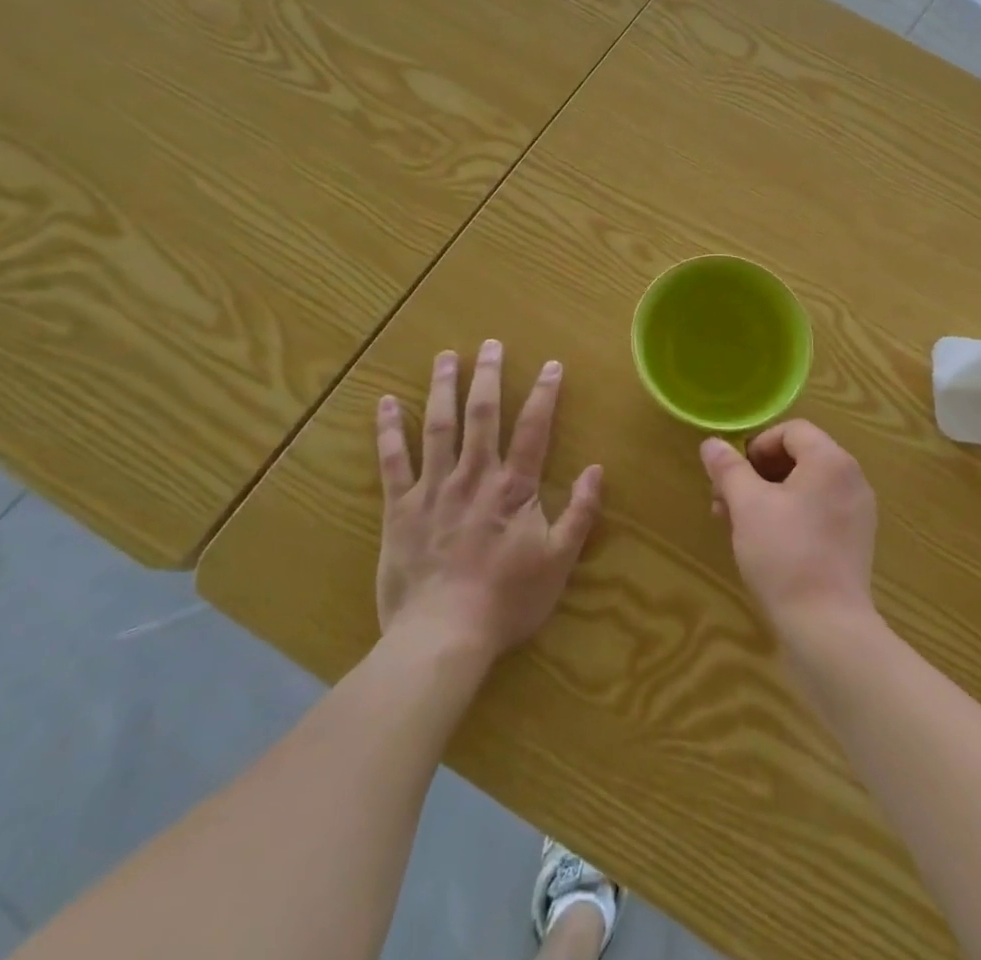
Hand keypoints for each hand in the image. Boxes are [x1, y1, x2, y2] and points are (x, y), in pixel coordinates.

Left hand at [375, 340, 601, 659]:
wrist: (442, 636)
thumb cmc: (507, 600)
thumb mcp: (559, 561)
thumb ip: (580, 513)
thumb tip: (596, 470)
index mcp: (513, 487)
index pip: (534, 428)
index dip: (544, 393)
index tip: (551, 364)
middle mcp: (474, 476)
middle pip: (482, 415)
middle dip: (487, 376)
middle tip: (490, 344)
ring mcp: (433, 488)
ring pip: (438, 426)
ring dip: (442, 388)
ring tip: (445, 357)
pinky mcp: (400, 508)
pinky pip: (392, 462)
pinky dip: (388, 430)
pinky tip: (384, 403)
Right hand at [700, 421, 876, 642]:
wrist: (827, 628)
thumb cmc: (785, 555)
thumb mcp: (747, 506)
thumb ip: (729, 469)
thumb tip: (711, 443)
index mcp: (831, 460)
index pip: (792, 430)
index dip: (757, 446)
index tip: (733, 476)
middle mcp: (851, 478)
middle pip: (799, 457)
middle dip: (757, 474)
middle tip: (725, 502)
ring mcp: (858, 512)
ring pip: (806, 487)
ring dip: (769, 496)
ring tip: (738, 525)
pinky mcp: (855, 542)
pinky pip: (819, 512)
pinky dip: (791, 516)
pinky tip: (766, 545)